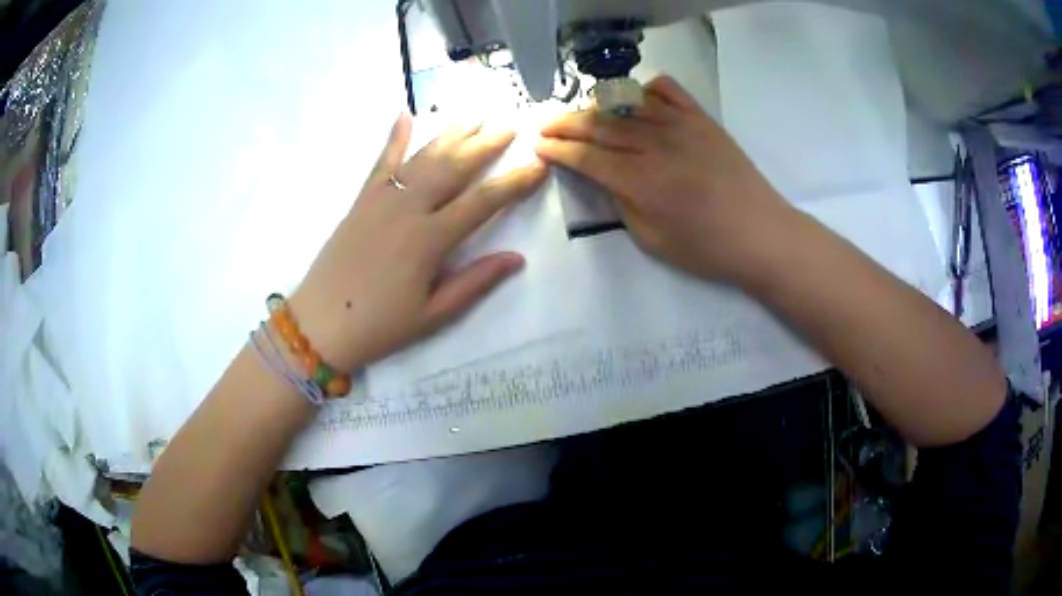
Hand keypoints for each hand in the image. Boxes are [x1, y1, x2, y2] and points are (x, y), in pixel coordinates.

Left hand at [291, 113, 546, 370]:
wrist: (320, 323)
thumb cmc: (379, 325)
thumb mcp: (433, 315)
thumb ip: (474, 282)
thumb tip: (517, 258)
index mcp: (429, 240)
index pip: (483, 202)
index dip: (514, 182)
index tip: (539, 165)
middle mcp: (408, 209)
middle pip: (454, 167)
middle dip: (486, 144)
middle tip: (510, 125)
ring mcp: (382, 199)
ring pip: (423, 157)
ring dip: (451, 134)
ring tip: (475, 115)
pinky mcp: (361, 200)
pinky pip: (381, 162)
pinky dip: (394, 137)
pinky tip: (405, 114)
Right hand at [535, 76, 793, 285]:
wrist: (761, 234)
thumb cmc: (707, 248)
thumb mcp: (653, 241)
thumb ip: (622, 205)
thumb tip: (605, 178)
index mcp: (641, 181)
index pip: (587, 157)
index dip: (558, 150)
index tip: (539, 146)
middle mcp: (655, 144)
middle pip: (599, 125)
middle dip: (565, 123)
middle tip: (545, 124)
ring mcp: (680, 125)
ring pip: (626, 104)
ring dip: (596, 105)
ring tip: (580, 112)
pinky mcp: (702, 118)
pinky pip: (668, 90)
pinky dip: (645, 88)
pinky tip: (635, 98)